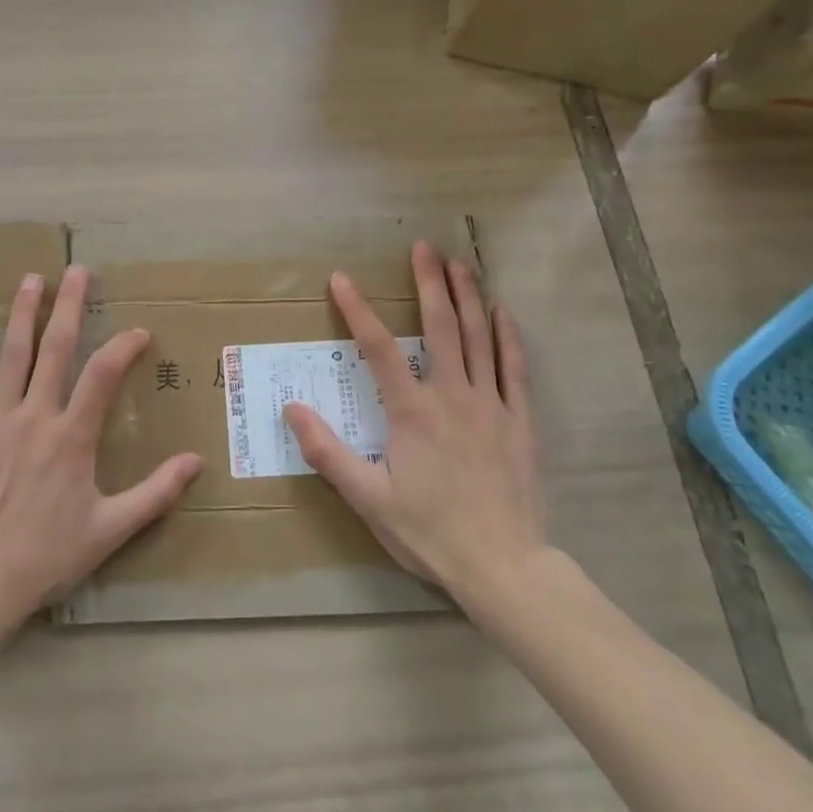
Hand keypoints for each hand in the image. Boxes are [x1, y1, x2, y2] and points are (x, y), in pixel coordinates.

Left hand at [0, 265, 202, 624]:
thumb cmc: (47, 556)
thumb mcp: (110, 530)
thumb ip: (155, 493)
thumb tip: (197, 462)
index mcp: (72, 437)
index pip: (103, 375)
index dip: (123, 346)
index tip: (138, 331)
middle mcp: (35, 417)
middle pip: (55, 349)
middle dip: (69, 306)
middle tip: (77, 271)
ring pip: (11, 356)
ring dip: (23, 315)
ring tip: (32, 280)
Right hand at [282, 241, 547, 607]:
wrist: (504, 566)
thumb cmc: (430, 531)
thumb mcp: (368, 498)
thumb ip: (328, 452)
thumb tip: (292, 409)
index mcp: (412, 411)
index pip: (379, 348)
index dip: (358, 310)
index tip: (341, 279)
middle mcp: (452, 395)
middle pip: (440, 327)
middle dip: (429, 282)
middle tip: (423, 246)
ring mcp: (491, 404)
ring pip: (480, 338)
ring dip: (469, 296)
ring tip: (461, 263)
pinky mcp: (520, 420)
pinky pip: (515, 368)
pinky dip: (509, 337)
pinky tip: (503, 312)